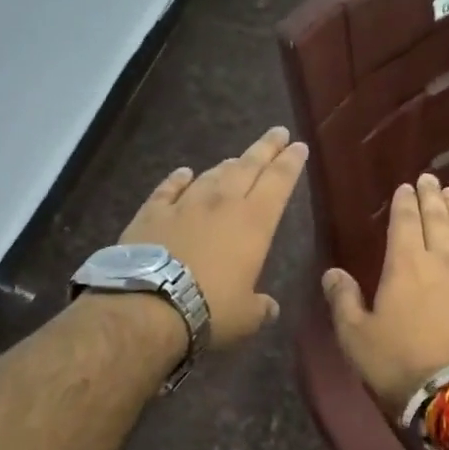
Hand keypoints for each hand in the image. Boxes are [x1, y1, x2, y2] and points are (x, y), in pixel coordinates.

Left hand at [118, 127, 308, 347]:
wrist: (149, 304)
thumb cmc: (210, 309)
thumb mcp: (246, 317)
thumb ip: (260, 308)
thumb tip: (269, 308)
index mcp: (254, 223)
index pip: (279, 182)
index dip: (291, 163)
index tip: (299, 146)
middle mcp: (222, 203)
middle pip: (248, 167)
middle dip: (266, 149)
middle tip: (278, 133)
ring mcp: (184, 204)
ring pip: (211, 175)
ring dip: (227, 165)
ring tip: (236, 159)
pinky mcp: (152, 212)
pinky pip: (169, 188)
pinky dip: (178, 179)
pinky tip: (183, 173)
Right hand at [321, 172, 448, 413]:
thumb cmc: (400, 363)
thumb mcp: (356, 336)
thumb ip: (343, 300)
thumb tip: (332, 272)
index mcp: (404, 265)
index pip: (404, 223)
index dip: (404, 203)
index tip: (405, 187)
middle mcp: (441, 261)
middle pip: (437, 221)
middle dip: (432, 198)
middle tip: (431, 179)